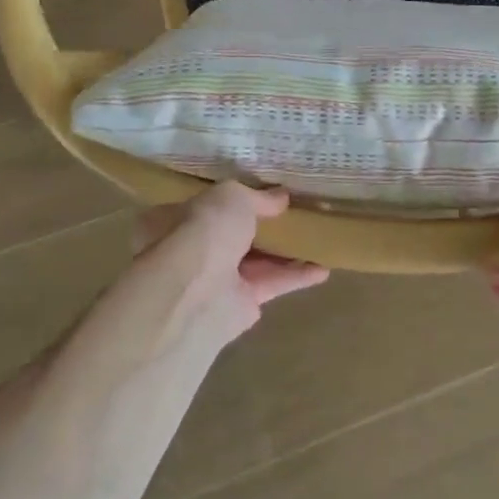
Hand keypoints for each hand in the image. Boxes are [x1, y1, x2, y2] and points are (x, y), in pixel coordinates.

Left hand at [136, 182, 328, 346]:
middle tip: (294, 213)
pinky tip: (324, 269)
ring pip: (255, 261)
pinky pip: (271, 285)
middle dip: (261, 226)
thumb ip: (257, 197)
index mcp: (174, 221)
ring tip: (317, 237)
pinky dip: (297, 277)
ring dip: (285, 252)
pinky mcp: (239, 306)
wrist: (196, 293)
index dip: (231, 200)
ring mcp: (214, 281)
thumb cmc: (203, 231)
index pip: (203, 206)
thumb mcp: (232, 197)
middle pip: (232, 235)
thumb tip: (281, 197)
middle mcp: (191, 252)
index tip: (261, 193)